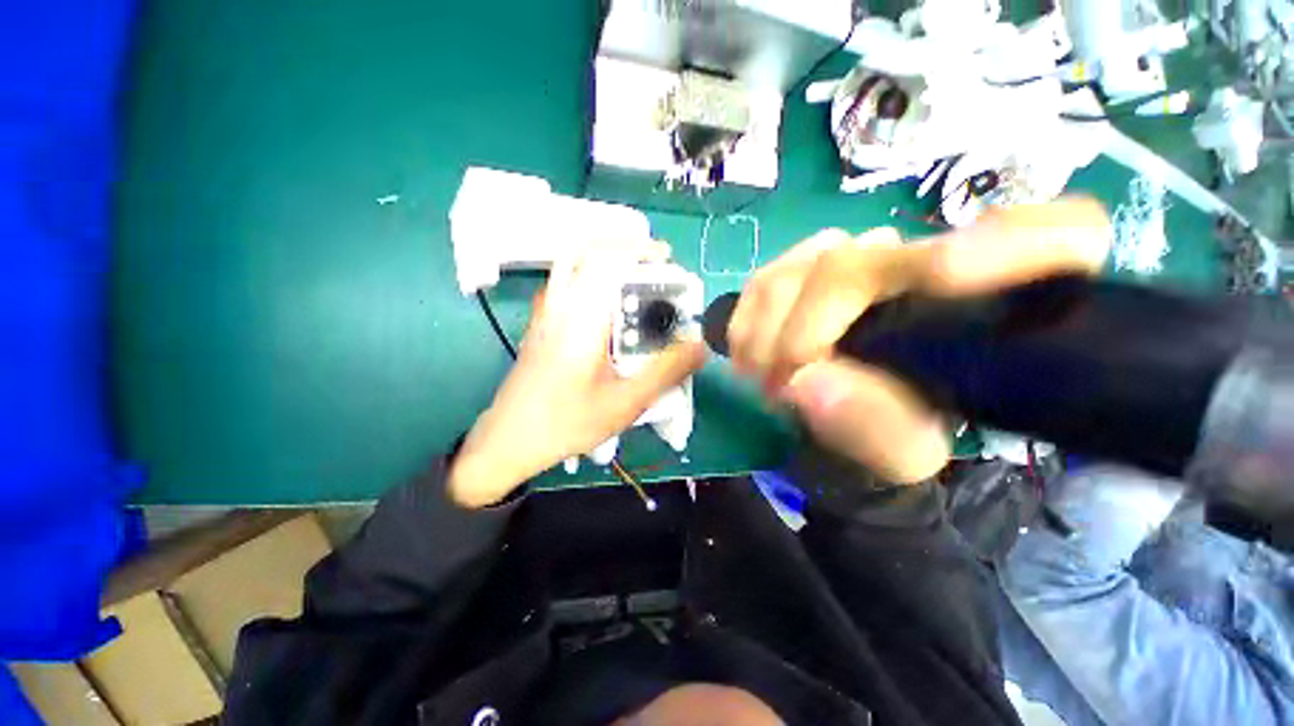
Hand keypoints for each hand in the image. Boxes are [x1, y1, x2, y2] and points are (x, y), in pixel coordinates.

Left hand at [449, 241, 707, 507]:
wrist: (509, 440)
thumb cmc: (567, 423)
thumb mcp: (625, 402)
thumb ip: (666, 371)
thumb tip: (700, 344)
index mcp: (581, 319)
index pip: (608, 259)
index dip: (640, 249)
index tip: (667, 258)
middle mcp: (559, 306)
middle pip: (586, 251)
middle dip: (624, 250)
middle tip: (654, 268)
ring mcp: (544, 313)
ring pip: (571, 264)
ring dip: (605, 260)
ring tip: (633, 280)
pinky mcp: (539, 324)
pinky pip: (564, 283)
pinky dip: (588, 276)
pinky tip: (605, 307)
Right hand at [728, 199, 1110, 482]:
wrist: (842, 418)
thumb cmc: (889, 436)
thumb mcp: (900, 455)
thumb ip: (875, 429)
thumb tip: (807, 383)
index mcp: (997, 307)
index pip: (1058, 237)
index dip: (1016, 240)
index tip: (946, 275)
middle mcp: (933, 261)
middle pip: (872, 258)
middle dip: (813, 323)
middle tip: (781, 381)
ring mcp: (863, 256)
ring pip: (807, 264)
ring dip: (772, 327)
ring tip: (763, 377)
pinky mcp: (806, 268)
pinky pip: (767, 277)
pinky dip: (749, 319)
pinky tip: (750, 353)